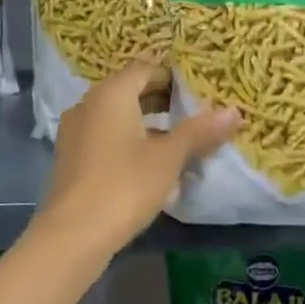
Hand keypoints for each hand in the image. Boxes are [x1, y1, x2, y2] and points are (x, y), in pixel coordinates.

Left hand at [38, 62, 239, 253]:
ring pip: (117, 116)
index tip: (199, 91)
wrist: (73, 235)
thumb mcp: (169, 158)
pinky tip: (150, 164)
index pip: (145, 69)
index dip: (173, 77)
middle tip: (194, 113)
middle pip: (129, 91)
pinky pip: (105, 136)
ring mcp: (75, 132)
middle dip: (162, 100)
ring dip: (146, 122)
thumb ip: (200, 131)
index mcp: (111, 94)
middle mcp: (88, 104)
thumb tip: (233, 111)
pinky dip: (128, 140)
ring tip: (178, 140)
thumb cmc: (125, 185)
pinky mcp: (71, 158)